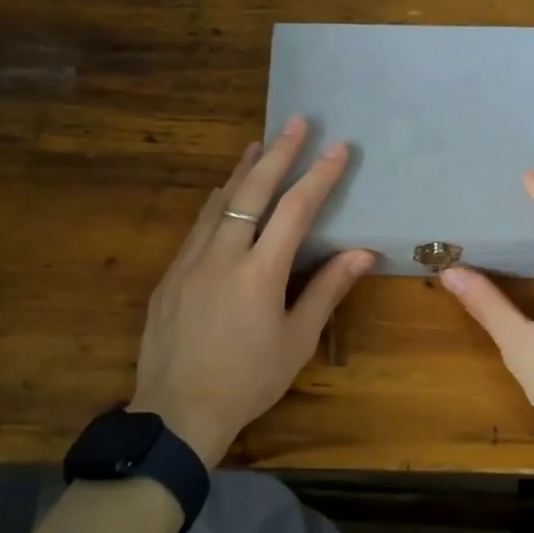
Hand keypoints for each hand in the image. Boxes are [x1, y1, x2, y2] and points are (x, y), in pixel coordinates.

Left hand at [131, 117, 375, 465]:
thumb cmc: (248, 380)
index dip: (319, 176)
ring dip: (242, 170)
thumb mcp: (297, 340)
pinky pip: (198, 225)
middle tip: (297, 122)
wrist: (177, 410)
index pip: (294, 210)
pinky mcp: (170, 273)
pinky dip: (217, 202)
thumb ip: (327, 290)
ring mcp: (190, 261)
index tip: (337, 148)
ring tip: (259, 143)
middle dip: (278, 153)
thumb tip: (363, 253)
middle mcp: (223, 255)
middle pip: (253, 191)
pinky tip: (222, 193)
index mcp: (260, 273)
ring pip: (220, 202)